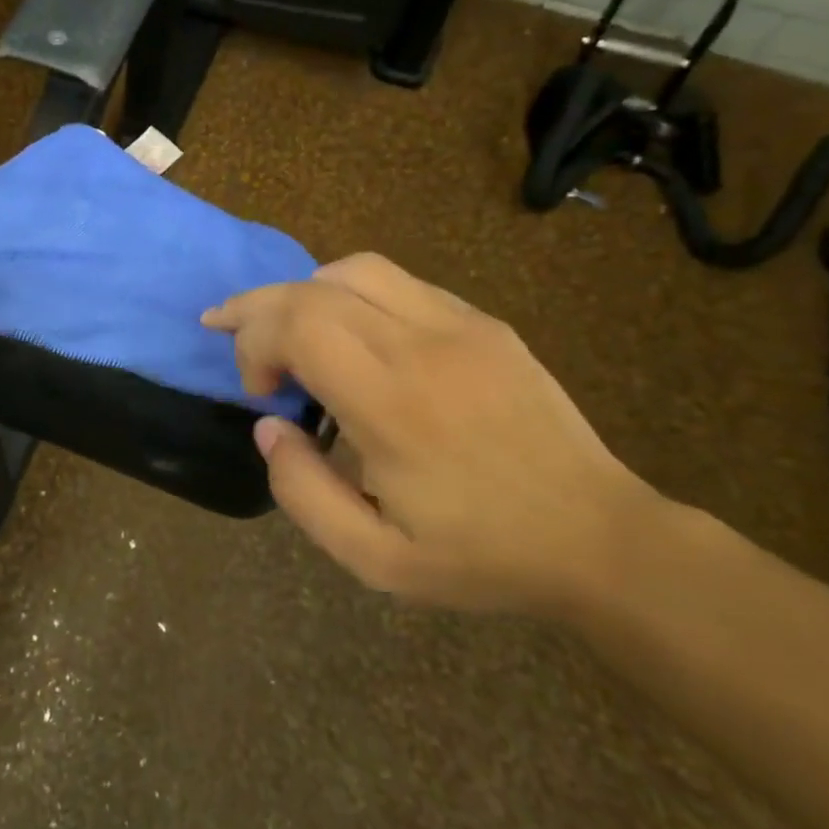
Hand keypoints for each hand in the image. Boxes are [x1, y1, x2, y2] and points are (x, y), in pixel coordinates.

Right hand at [204, 254, 667, 615]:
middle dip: (258, 308)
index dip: (254, 343)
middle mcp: (423, 346)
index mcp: (393, 404)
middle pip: (314, 289)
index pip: (298, 324)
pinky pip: (399, 283)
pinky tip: (350, 332)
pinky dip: (352, 294)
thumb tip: (269, 427)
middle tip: (231, 335)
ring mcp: (460, 326)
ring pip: (356, 269)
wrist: (597, 539)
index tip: (260, 391)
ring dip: (305, 293)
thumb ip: (302, 492)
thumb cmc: (480, 556)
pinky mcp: (484, 324)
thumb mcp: (374, 559)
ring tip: (289, 331)